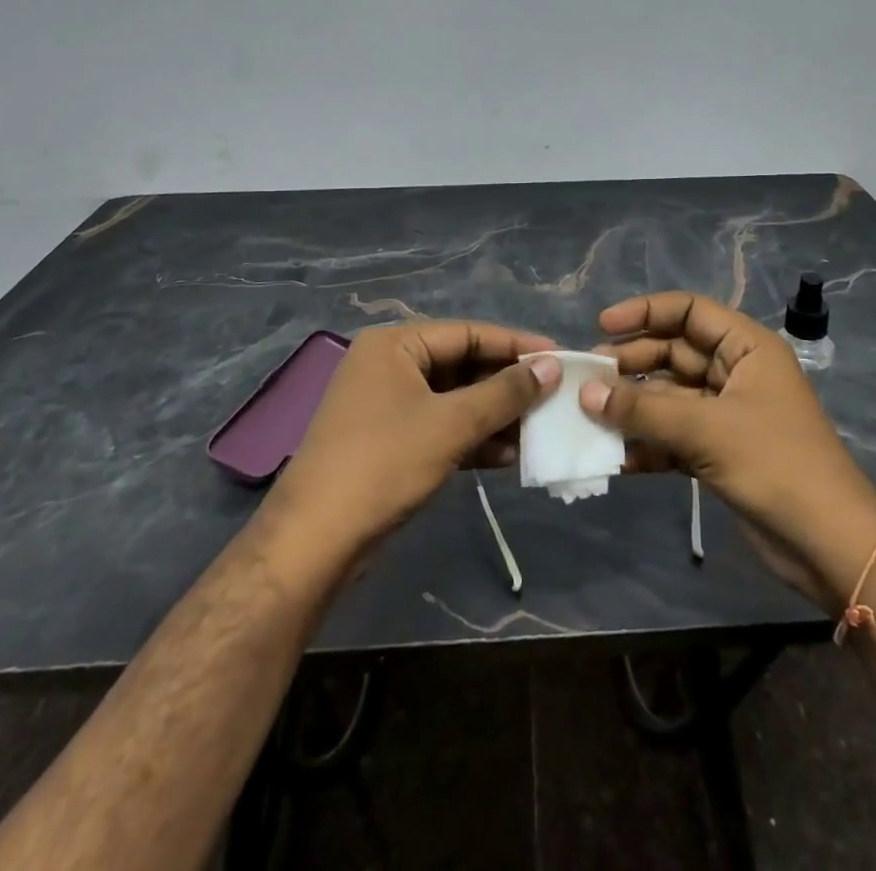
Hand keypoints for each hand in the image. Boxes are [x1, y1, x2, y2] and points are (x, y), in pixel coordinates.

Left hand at [263, 321, 559, 566]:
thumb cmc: (384, 464)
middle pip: (462, 365)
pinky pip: (441, 427)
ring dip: (494, 415)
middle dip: (506, 386)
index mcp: (395, 344)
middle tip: (553, 397)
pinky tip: (507, 457)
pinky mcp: (390, 441)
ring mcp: (387, 405)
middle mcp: (389, 365)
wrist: (315, 541)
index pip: (468, 333)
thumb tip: (552, 366)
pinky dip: (472, 438)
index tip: (559, 358)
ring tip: (538, 430)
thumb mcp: (451, 424)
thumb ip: (504, 393)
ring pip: (454, 400)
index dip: (516, 346)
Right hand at [583, 293, 875, 608]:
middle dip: (632, 363)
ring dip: (634, 406)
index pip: (689, 311)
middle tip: (588, 377)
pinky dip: (647, 443)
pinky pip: (673, 435)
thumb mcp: (707, 430)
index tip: (602, 325)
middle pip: (674, 353)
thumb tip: (586, 392)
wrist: (830, 546)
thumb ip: (644, 410)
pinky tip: (615, 457)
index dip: (646, 312)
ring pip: (669, 396)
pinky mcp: (719, 452)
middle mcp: (736, 373)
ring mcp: (727, 414)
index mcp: (747, 348)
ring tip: (590, 415)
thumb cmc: (776, 465)